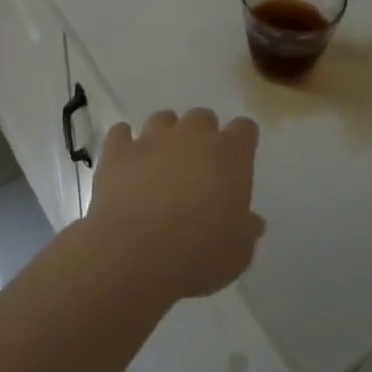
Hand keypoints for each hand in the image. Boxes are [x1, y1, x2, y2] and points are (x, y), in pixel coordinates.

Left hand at [86, 108, 265, 301]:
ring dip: (165, 135)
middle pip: (203, 117)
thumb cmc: (198, 253)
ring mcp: (152, 139)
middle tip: (199, 167)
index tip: (238, 162)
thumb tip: (252, 222)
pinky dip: (124, 143)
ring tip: (161, 163)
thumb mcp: (238, 253)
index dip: (242, 142)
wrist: (135, 254)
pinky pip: (120, 133)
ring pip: (163, 119)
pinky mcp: (118, 151)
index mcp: (229, 154)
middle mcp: (192, 135)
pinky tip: (126, 160)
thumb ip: (246, 230)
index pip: (245, 129)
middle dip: (203, 136)